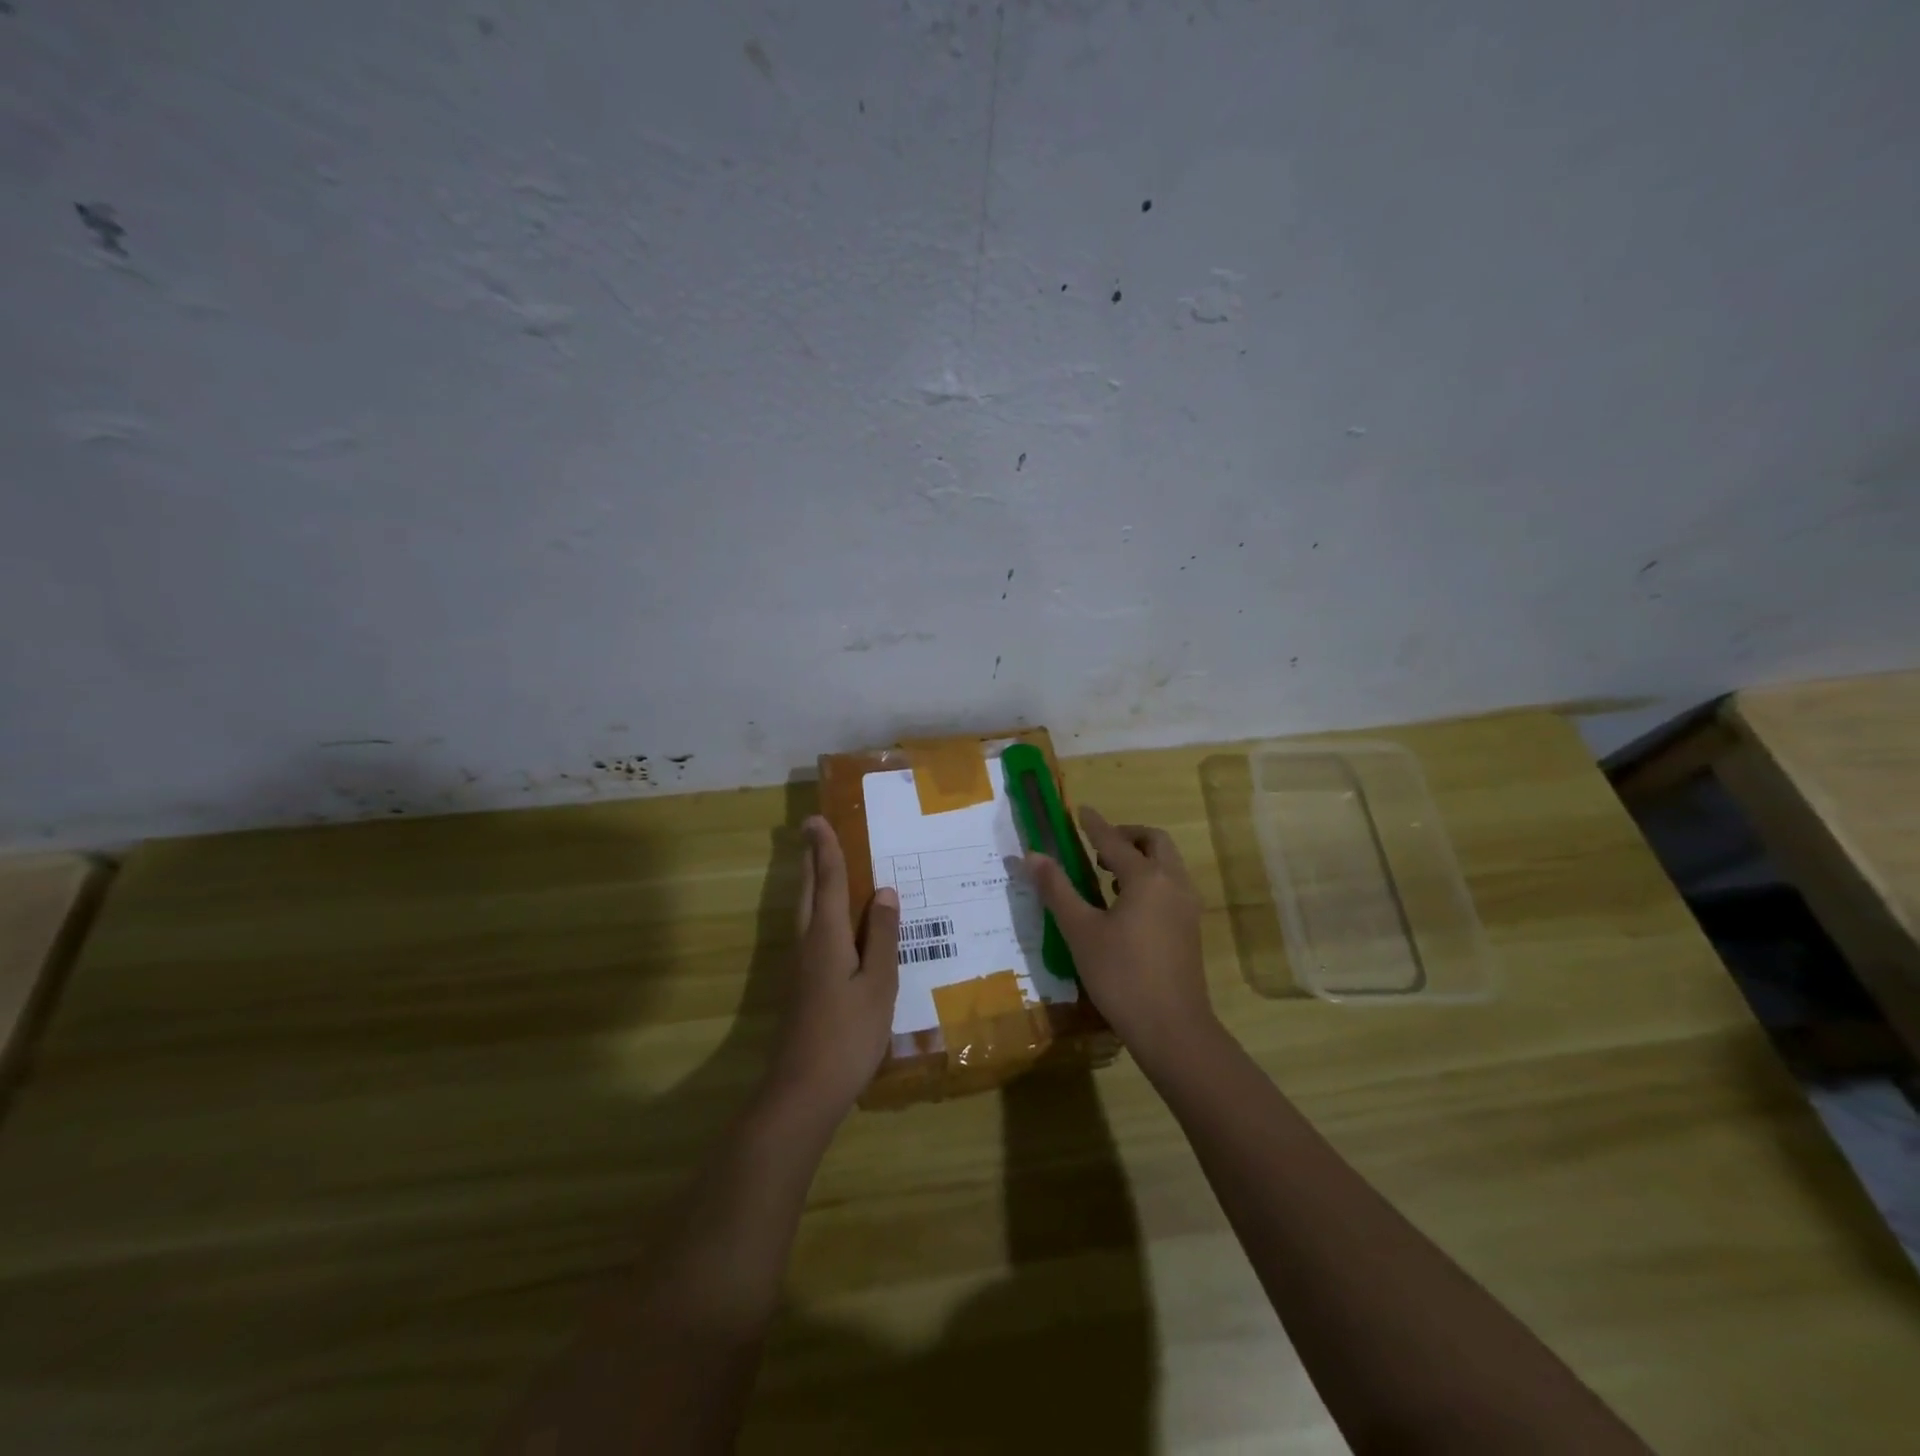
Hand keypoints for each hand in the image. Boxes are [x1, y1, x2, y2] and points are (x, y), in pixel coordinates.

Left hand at [764, 816, 900, 1121]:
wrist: (803, 1091)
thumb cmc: (848, 1035)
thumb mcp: (878, 985)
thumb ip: (881, 937)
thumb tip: (884, 892)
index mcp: (826, 937)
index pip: (828, 881)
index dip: (826, 849)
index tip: (816, 819)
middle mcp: (807, 943)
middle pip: (808, 891)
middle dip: (812, 860)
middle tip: (815, 832)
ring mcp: (799, 966)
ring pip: (804, 912)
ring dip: (812, 883)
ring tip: (824, 866)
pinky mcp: (800, 986)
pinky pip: (810, 932)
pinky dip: (819, 910)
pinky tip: (834, 923)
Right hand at [1023, 806, 1214, 1069]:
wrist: (1172, 1028)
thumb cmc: (1121, 975)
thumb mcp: (1080, 931)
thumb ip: (1057, 889)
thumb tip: (1032, 855)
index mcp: (1146, 878)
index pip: (1114, 840)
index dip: (1094, 824)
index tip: (1081, 810)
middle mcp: (1173, 883)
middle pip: (1154, 842)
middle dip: (1126, 836)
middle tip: (1096, 847)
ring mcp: (1187, 906)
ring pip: (1167, 863)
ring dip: (1140, 857)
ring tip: (1107, 874)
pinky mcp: (1190, 927)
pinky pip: (1171, 885)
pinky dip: (1151, 878)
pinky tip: (1127, 904)